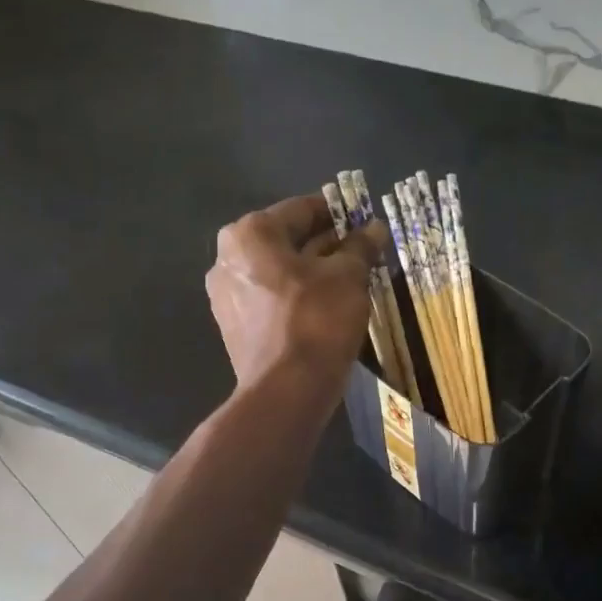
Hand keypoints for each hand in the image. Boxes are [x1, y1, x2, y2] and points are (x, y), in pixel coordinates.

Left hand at [206, 193, 383, 398]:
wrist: (286, 391)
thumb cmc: (317, 320)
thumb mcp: (348, 277)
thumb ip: (360, 247)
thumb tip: (375, 228)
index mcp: (250, 234)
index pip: (302, 209)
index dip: (338, 212)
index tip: (365, 219)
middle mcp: (227, 259)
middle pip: (287, 241)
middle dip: (326, 244)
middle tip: (362, 251)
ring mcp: (226, 296)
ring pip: (279, 272)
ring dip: (313, 272)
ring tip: (350, 280)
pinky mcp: (234, 328)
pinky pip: (272, 300)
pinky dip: (297, 297)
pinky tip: (327, 307)